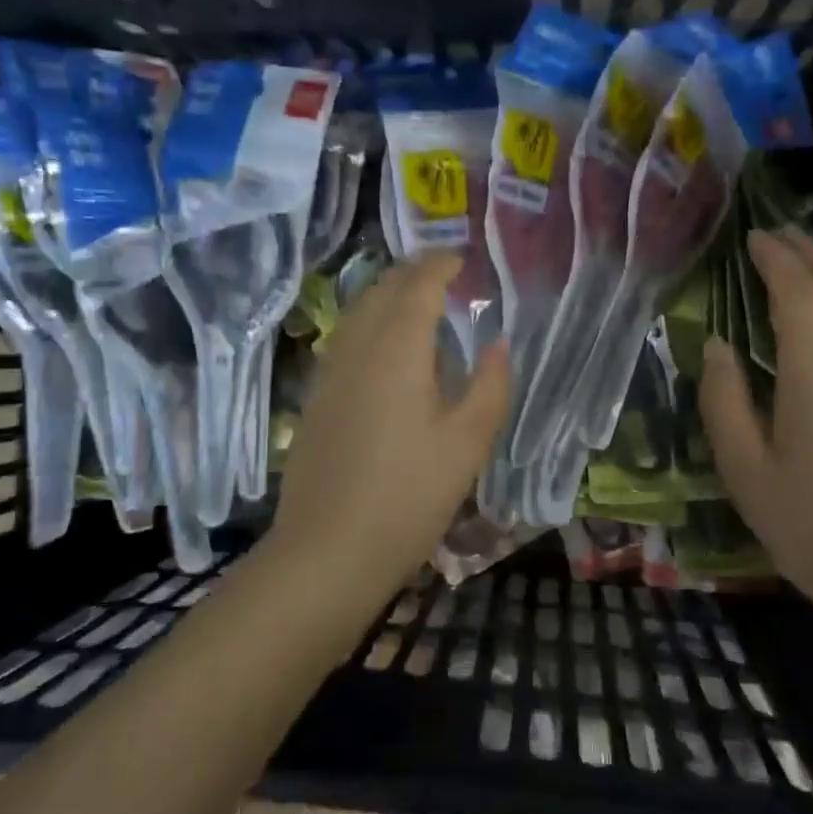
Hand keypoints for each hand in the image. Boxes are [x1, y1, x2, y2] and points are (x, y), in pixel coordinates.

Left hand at [269, 250, 509, 598]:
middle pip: (381, 291)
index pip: (418, 286)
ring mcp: (328, 374)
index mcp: (397, 348)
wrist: (328, 551)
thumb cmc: (409, 496)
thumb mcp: (467, 442)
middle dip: (412, 274)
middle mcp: (356, 348)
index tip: (463, 261)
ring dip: (386, 297)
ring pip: (357, 314)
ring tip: (416, 304)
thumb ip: (489, 385)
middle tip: (443, 275)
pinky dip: (368, 325)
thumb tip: (497, 343)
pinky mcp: (315, 400)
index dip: (441, 266)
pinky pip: (344, 340)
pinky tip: (384, 350)